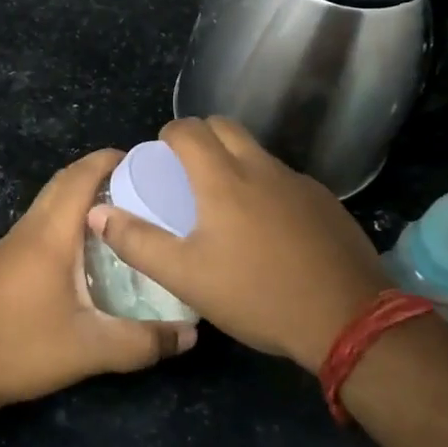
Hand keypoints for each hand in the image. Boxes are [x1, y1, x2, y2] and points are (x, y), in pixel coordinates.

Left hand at [0, 149, 196, 413]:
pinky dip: (67, 217)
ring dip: (81, 195)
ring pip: (50, 201)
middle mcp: (29, 228)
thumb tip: (190, 334)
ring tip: (122, 213)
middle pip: (64, 181)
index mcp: (50, 234)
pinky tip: (87, 248)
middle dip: (100, 172)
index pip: (80, 176)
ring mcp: (12, 243)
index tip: (146, 160)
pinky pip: (41, 221)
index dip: (110, 159)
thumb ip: (143, 342)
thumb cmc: (22, 347)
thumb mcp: (91, 349)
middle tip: (142, 185)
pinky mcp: (5, 260)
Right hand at [88, 117, 391, 372]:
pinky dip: (265, 185)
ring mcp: (299, 183)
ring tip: (224, 201)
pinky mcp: (325, 202)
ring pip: (257, 151)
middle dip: (201, 136)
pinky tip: (268, 228)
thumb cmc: (257, 294)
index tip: (160, 155)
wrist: (349, 320)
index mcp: (223, 178)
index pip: (189, 129)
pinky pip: (284, 178)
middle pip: (225, 126)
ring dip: (234, 159)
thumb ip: (138, 242)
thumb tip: (98, 213)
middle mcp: (261, 168)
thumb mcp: (186, 276)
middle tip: (187, 169)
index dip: (169, 134)